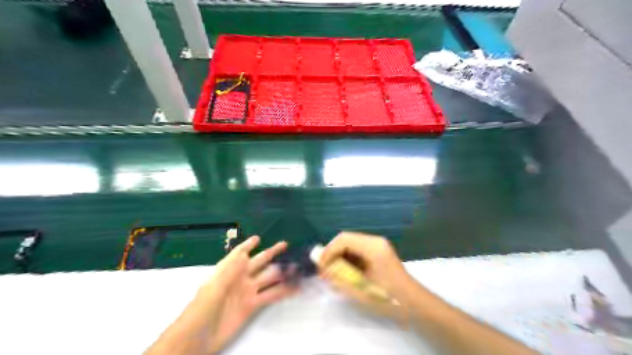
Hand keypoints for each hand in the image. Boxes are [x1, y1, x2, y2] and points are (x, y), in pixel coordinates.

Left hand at [147, 235, 297, 354]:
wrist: (197, 339)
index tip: (258, 237)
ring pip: (267, 278)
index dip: (248, 245)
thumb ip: (230, 272)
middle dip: (271, 253)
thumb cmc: (201, 310)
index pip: (239, 253)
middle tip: (285, 244)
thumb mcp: (213, 289)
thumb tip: (245, 254)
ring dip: (281, 272)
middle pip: (258, 262)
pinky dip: (283, 291)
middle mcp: (239, 278)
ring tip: (296, 267)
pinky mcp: (252, 306)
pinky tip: (295, 288)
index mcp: (227, 271)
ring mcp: (247, 292)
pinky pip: (270, 295)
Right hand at [318, 233, 417, 318]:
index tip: (321, 266)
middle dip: (333, 254)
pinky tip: (345, 273)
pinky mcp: (378, 253)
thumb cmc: (389, 297)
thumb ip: (339, 279)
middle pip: (346, 240)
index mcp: (373, 247)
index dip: (329, 251)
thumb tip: (323, 271)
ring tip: (332, 273)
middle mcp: (375, 241)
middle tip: (324, 270)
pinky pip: (357, 251)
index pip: (344, 239)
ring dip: (339, 257)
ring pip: (350, 245)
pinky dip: (348, 260)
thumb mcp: (361, 290)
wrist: (414, 304)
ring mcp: (378, 246)